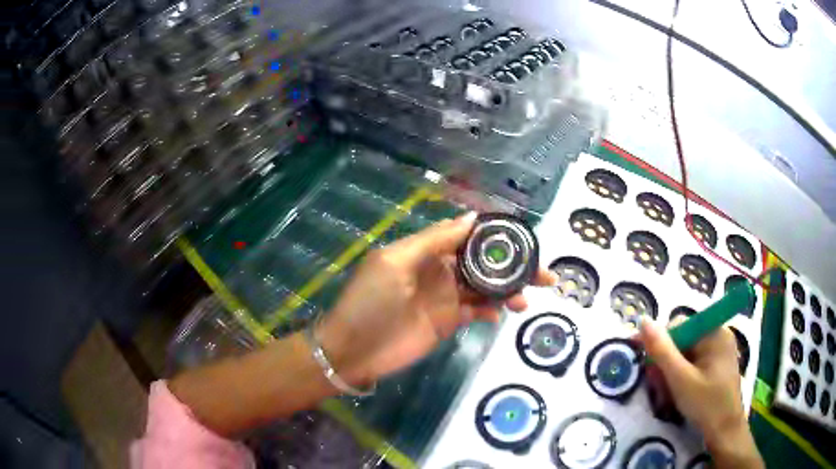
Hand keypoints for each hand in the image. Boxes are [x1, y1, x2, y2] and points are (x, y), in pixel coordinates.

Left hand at [317, 212, 555, 386]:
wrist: (354, 350)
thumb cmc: (370, 302)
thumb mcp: (395, 263)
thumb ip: (433, 241)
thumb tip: (470, 219)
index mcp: (427, 250)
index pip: (468, 236)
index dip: (496, 236)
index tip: (525, 239)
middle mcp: (440, 269)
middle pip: (484, 263)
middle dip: (513, 266)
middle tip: (544, 275)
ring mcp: (445, 297)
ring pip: (485, 287)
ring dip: (508, 290)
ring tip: (526, 299)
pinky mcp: (447, 321)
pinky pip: (476, 310)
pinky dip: (491, 310)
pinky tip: (501, 314)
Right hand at [638, 317, 763, 467]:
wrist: (725, 431)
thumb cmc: (706, 404)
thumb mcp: (680, 379)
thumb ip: (661, 351)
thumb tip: (643, 321)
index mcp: (714, 332)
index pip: (680, 325)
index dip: (660, 343)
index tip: (644, 364)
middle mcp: (718, 336)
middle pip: (683, 341)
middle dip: (666, 363)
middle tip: (656, 387)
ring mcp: (719, 352)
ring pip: (686, 355)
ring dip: (671, 373)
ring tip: (666, 395)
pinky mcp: (717, 366)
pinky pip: (693, 364)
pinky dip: (681, 377)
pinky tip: (677, 394)